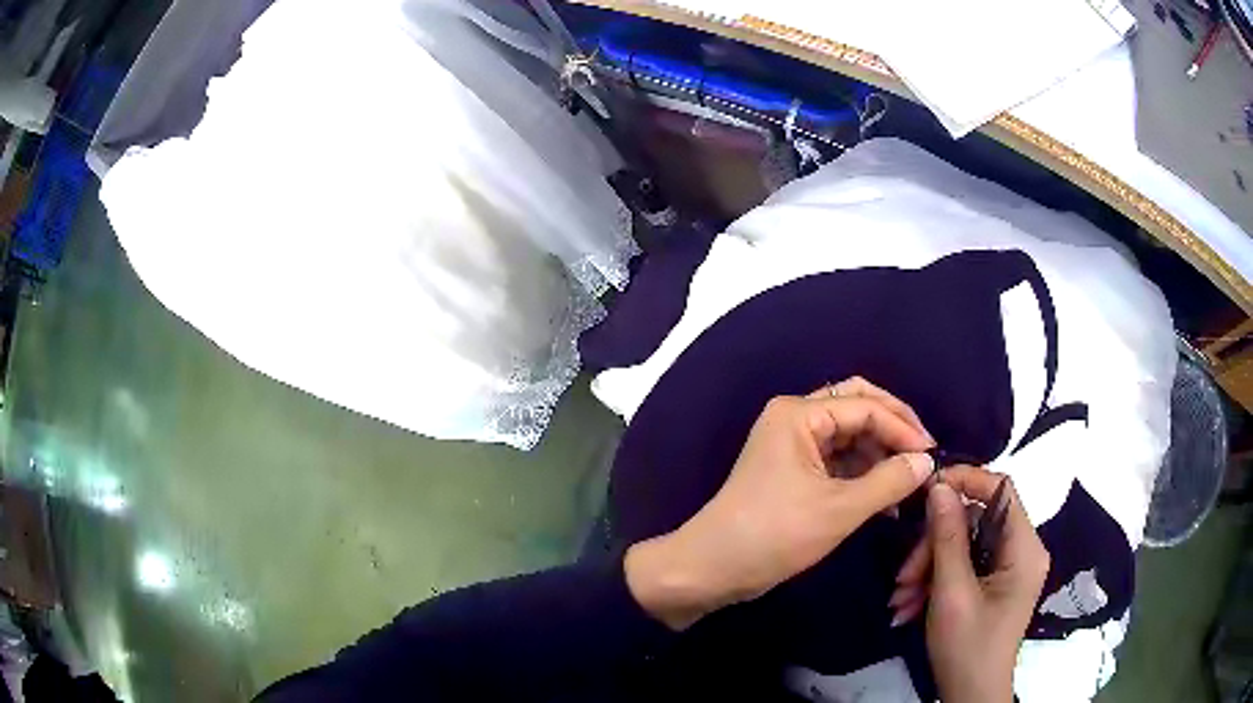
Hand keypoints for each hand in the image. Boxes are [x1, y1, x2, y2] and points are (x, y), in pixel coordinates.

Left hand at [625, 378, 935, 630]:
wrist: (712, 569)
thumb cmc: (774, 535)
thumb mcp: (839, 510)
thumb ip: (889, 482)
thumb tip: (927, 461)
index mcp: (799, 415)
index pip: (865, 406)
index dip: (903, 428)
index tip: (932, 455)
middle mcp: (795, 420)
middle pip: (857, 409)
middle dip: (893, 432)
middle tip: (923, 458)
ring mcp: (793, 446)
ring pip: (850, 438)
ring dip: (880, 457)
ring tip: (908, 486)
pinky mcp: (794, 472)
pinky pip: (838, 462)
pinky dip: (863, 477)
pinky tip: (886, 502)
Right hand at [892, 467, 1049, 702]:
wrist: (970, 696)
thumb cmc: (967, 647)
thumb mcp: (952, 593)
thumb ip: (947, 538)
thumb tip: (939, 486)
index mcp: (1024, 548)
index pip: (1001, 489)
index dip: (966, 480)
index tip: (927, 488)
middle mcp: (1021, 550)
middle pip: (975, 521)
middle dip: (934, 545)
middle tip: (902, 575)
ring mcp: (1008, 568)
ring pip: (963, 544)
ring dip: (928, 568)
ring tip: (900, 599)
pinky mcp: (994, 583)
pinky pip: (963, 566)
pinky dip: (934, 582)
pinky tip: (910, 606)